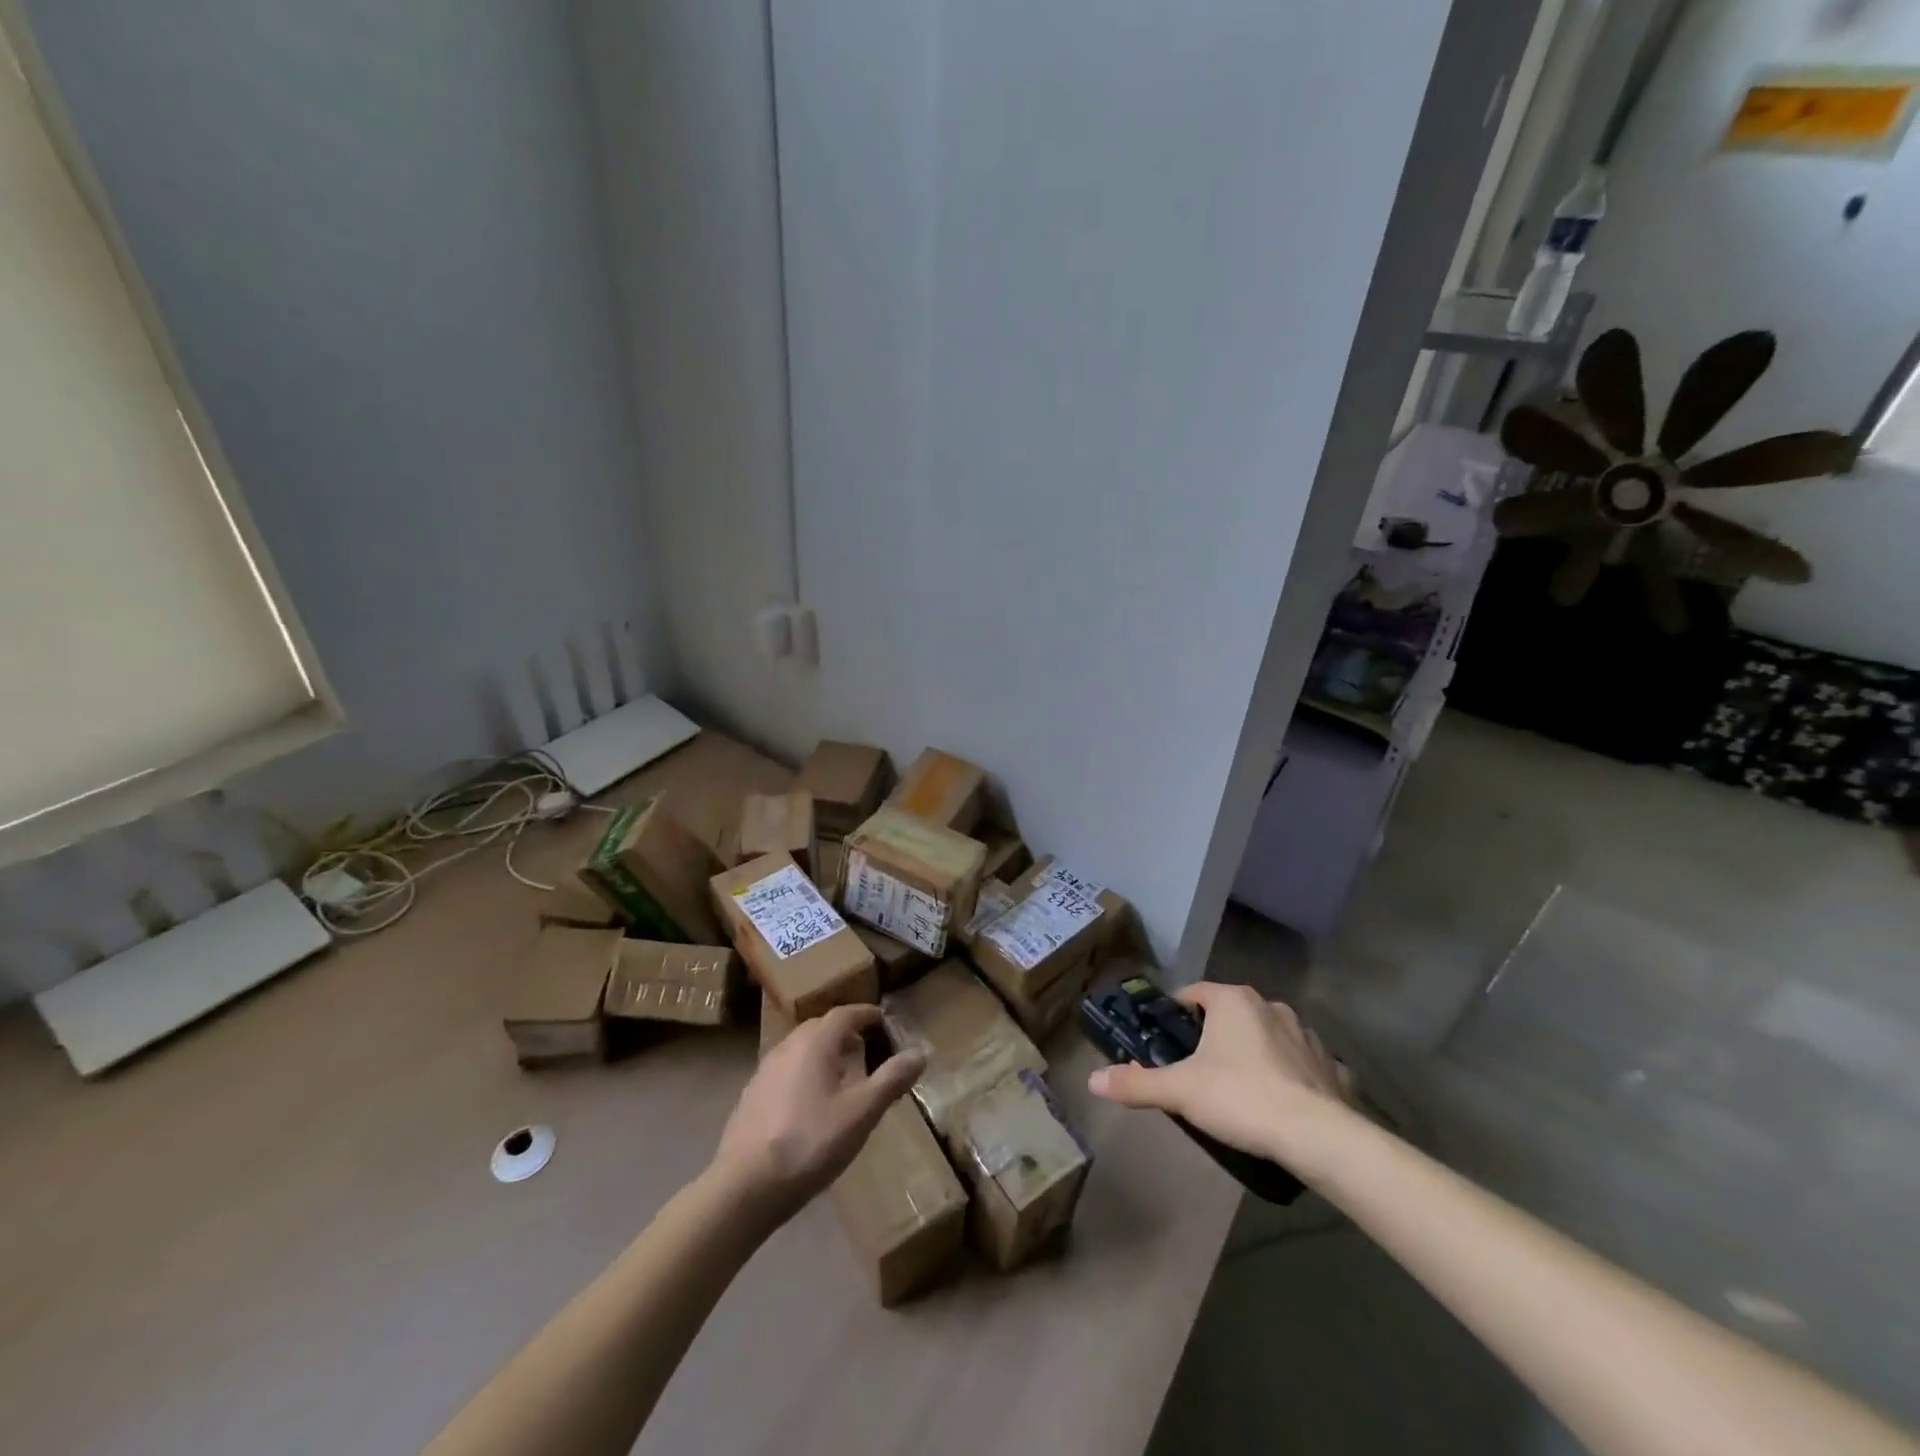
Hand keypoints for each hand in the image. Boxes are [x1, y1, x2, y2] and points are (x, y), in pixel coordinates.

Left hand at [711, 1004, 925, 1222]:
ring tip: (840, 1075)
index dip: (864, 1013)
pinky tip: (809, 1103)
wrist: (744, 1187)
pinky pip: (785, 1071)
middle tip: (864, 1047)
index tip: (881, 1019)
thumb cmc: (810, 1143)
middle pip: (819, 1028)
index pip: (843, 1013)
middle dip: (843, 1032)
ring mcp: (764, 1071)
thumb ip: (891, 1080)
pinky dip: (803, 1073)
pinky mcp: (750, 1097)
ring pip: (799, 1049)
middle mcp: (787, 1047)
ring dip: (822, 1053)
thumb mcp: (861, 1113)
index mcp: (814, 1043)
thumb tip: (920, 1052)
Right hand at [1087, 982, 1350, 1170]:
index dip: (1177, 1013)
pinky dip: (1291, 1075)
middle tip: (1198, 1069)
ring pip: (1268, 1035)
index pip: (1194, 993)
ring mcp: (1306, 1035)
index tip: (1166, 1039)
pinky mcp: (1332, 1066)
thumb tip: (1093, 1080)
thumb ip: (1137, 1083)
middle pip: (1231, 1013)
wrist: (1318, 1137)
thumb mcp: (1180, 1091)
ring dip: (1254, 1052)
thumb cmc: (1241, 1098)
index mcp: (1233, 1001)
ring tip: (1240, 1088)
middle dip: (1214, 1036)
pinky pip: (1303, 1063)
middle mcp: (1271, 1006)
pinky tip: (1284, 1103)